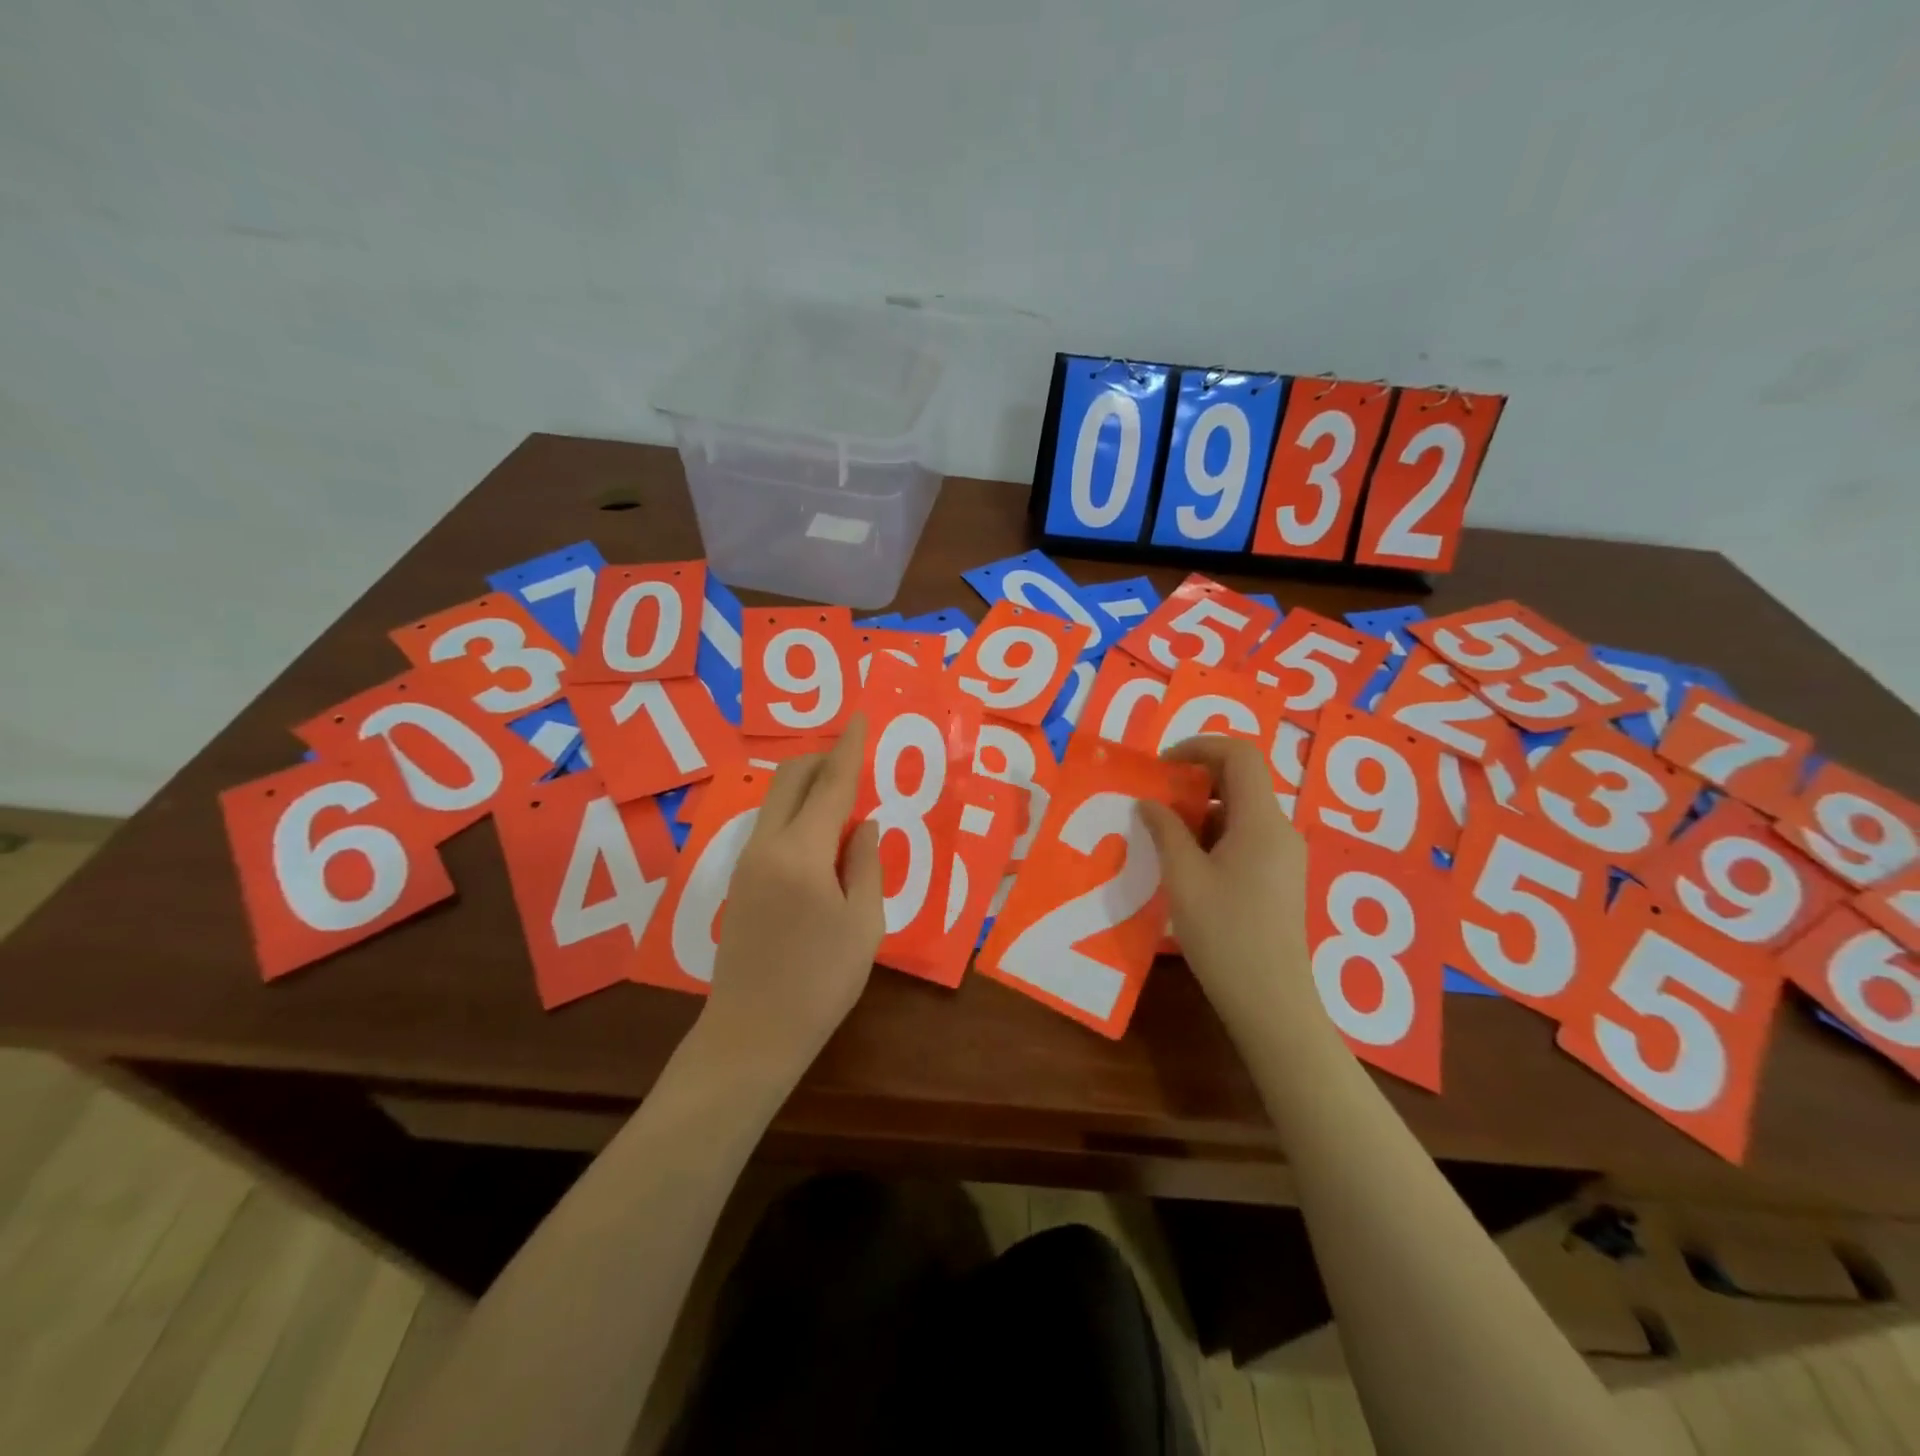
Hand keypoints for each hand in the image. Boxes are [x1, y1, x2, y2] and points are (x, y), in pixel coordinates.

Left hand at [700, 715, 884, 1084]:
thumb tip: (866, 823)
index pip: (830, 784)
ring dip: (809, 787)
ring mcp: (747, 861)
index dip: (848, 748)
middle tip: (858, 765)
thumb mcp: (863, 924)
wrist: (752, 1033)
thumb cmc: (821, 982)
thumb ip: (866, 863)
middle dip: (824, 760)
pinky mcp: (741, 879)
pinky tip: (822, 838)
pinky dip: (798, 813)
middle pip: (792, 779)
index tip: (859, 717)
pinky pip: (771, 825)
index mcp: (802, 853)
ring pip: (778, 800)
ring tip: (846, 803)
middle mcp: (767, 845)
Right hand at [1138, 736, 1321, 1044]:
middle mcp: (1280, 830)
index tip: (1162, 765)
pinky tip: (1186, 863)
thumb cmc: (1225, 934)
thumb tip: (1148, 802)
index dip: (1200, 746)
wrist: (1271, 1000)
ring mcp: (1284, 855)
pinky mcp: (1280, 878)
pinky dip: (1214, 835)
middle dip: (1195, 780)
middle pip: (1242, 780)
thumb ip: (1165, 831)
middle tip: (1155, 799)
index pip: (1240, 755)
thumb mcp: (1184, 877)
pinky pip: (1246, 837)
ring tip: (1163, 834)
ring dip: (1202, 811)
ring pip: (1242, 811)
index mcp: (1262, 821)